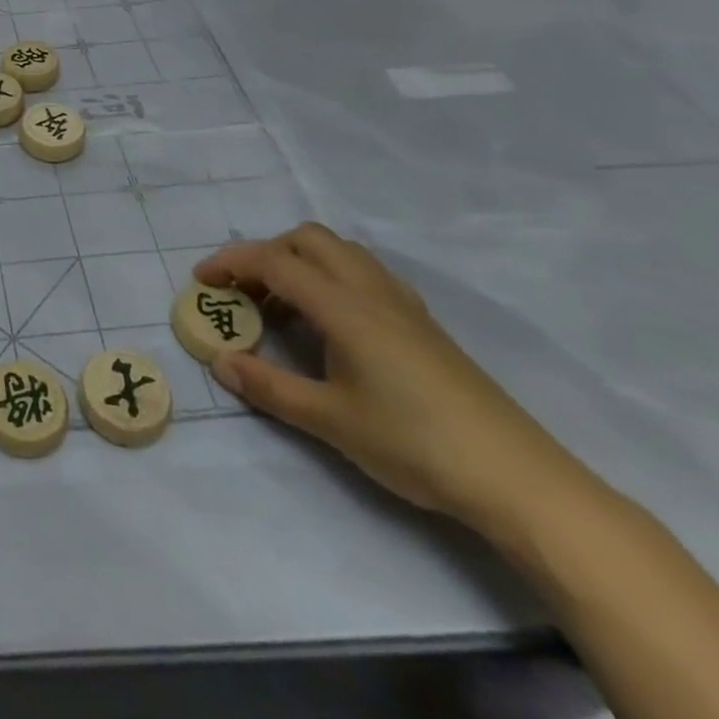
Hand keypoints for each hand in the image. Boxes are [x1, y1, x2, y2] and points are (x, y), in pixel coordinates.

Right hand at [197, 225, 580, 532]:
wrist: (517, 478)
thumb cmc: (414, 443)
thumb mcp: (330, 420)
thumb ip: (269, 387)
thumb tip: (220, 362)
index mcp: (343, 305)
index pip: (274, 261)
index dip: (231, 262)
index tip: (201, 281)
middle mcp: (369, 290)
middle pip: (307, 240)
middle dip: (266, 253)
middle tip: (244, 291)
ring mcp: (401, 304)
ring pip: (339, 252)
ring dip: (300, 263)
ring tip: (283, 308)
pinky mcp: (421, 324)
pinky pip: (364, 274)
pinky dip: (332, 279)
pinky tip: (331, 324)